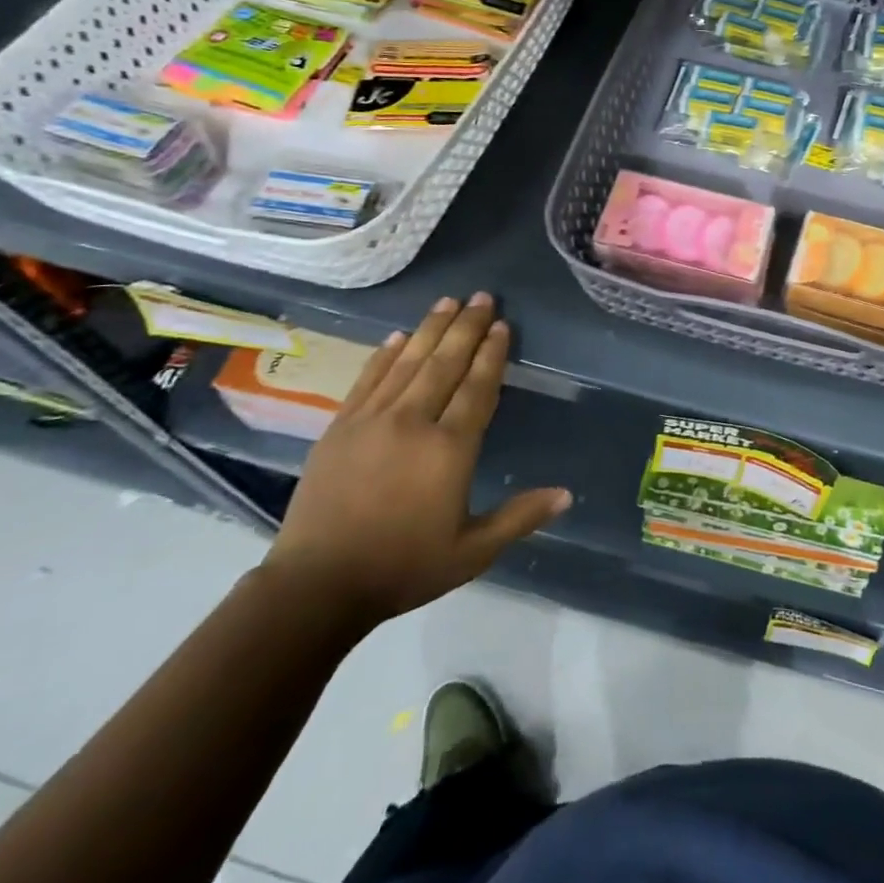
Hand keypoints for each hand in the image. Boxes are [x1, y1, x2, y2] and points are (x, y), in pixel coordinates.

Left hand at [260, 294, 569, 632]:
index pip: (477, 388)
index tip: (502, 324)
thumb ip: (520, 517)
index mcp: (449, 449)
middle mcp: (413, 422)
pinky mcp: (340, 427)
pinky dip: (385, 355)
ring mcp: (372, 420)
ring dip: (431, 329)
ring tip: (448, 301)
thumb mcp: (472, 552)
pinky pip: (368, 379)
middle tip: (482, 295)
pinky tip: (398, 336)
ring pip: (409, 362)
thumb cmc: (403, 568)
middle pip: (445, 363)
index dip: (492, 354)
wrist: (316, 586)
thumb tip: (567, 494)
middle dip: (466, 326)